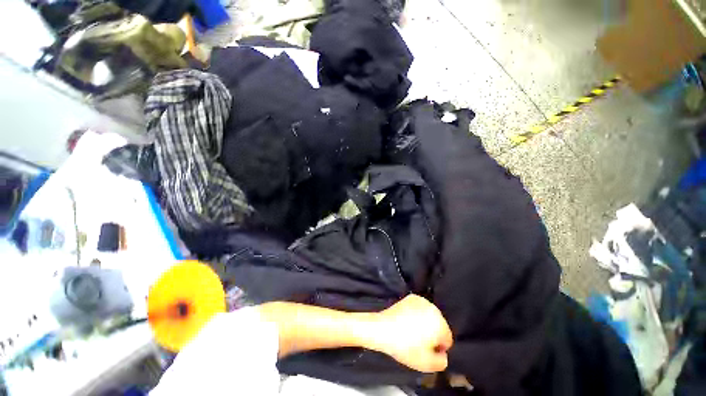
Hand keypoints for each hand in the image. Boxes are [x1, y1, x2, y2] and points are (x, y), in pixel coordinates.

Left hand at [372, 295, 452, 372]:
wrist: (384, 328)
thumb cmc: (405, 347)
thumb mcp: (427, 364)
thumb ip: (442, 362)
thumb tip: (443, 355)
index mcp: (440, 324)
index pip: (447, 339)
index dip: (438, 348)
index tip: (427, 350)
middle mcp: (434, 309)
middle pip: (439, 326)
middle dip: (432, 334)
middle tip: (419, 342)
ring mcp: (422, 301)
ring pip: (429, 317)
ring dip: (425, 324)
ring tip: (412, 332)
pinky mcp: (411, 297)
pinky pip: (420, 309)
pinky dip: (417, 314)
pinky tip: (408, 322)